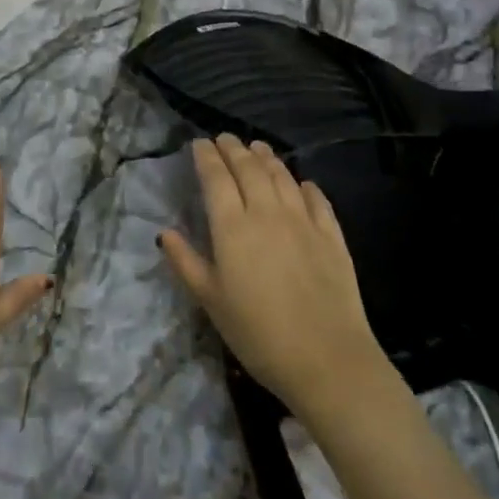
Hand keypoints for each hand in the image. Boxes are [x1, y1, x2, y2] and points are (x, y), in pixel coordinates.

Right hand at [159, 135, 392, 425]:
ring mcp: (304, 221)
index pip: (216, 178)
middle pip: (249, 169)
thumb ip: (186, 262)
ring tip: (257, 148)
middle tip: (224, 138)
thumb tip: (165, 232)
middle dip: (233, 149)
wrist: (327, 360)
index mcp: (232, 227)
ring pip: (282, 177)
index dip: (206, 156)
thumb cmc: (258, 333)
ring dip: (267, 158)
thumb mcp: (210, 301)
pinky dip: (305, 185)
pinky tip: (302, 183)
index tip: (199, 143)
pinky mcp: (333, 237)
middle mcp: (267, 213)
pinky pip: (317, 199)